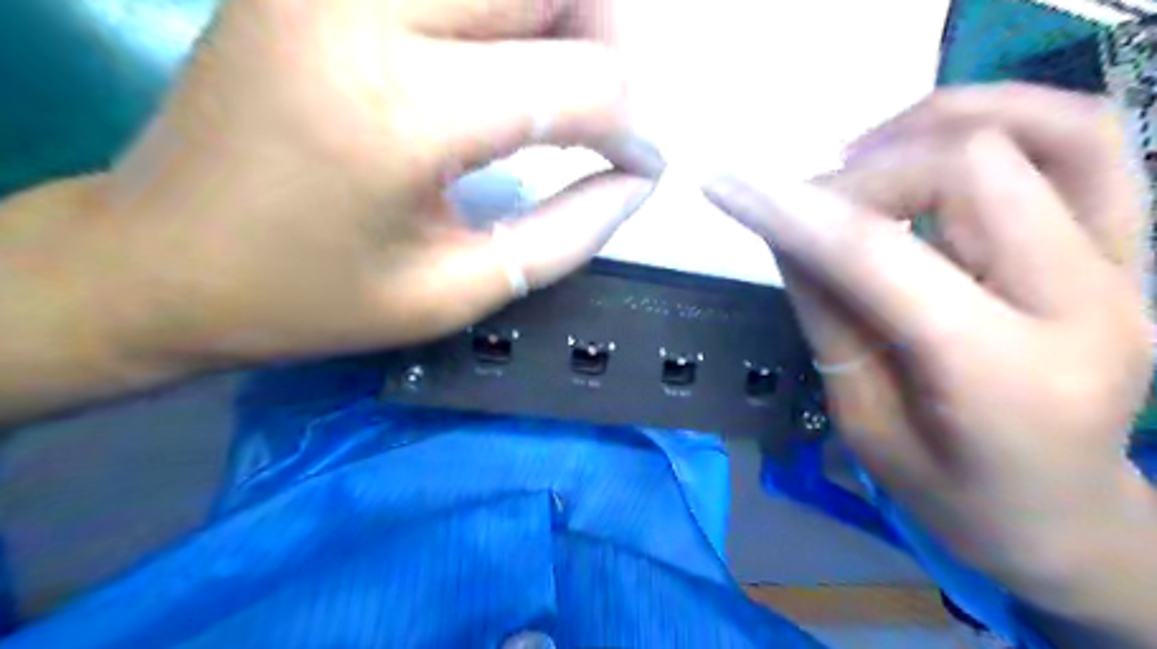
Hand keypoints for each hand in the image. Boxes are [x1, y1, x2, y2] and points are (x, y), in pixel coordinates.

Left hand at [90, 0, 660, 368]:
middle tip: (602, 116)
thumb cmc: (312, 299)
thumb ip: (565, 236)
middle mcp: (365, 8)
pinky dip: (499, 12)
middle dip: (607, 43)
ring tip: (557, 87)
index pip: (580, 83)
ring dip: (557, 16)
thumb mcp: (454, 293)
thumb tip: (636, 182)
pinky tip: (496, 63)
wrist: (162, 260)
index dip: (633, 129)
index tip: (641, 168)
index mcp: (404, 113)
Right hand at [704, 84, 1156, 602]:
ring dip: (932, 125)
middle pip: (965, 169)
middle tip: (811, 211)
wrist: (1066, 516)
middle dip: (861, 179)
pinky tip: (934, 146)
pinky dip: (1003, 115)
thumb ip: (827, 313)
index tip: (725, 186)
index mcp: (1003, 376)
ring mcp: (1129, 268)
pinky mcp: (1135, 248)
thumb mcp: (863, 418)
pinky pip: (1085, 140)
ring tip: (866, 159)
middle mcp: (1086, 306)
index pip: (880, 256)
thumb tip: (787, 228)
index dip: (793, 212)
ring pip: (1042, 128)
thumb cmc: (952, 493)